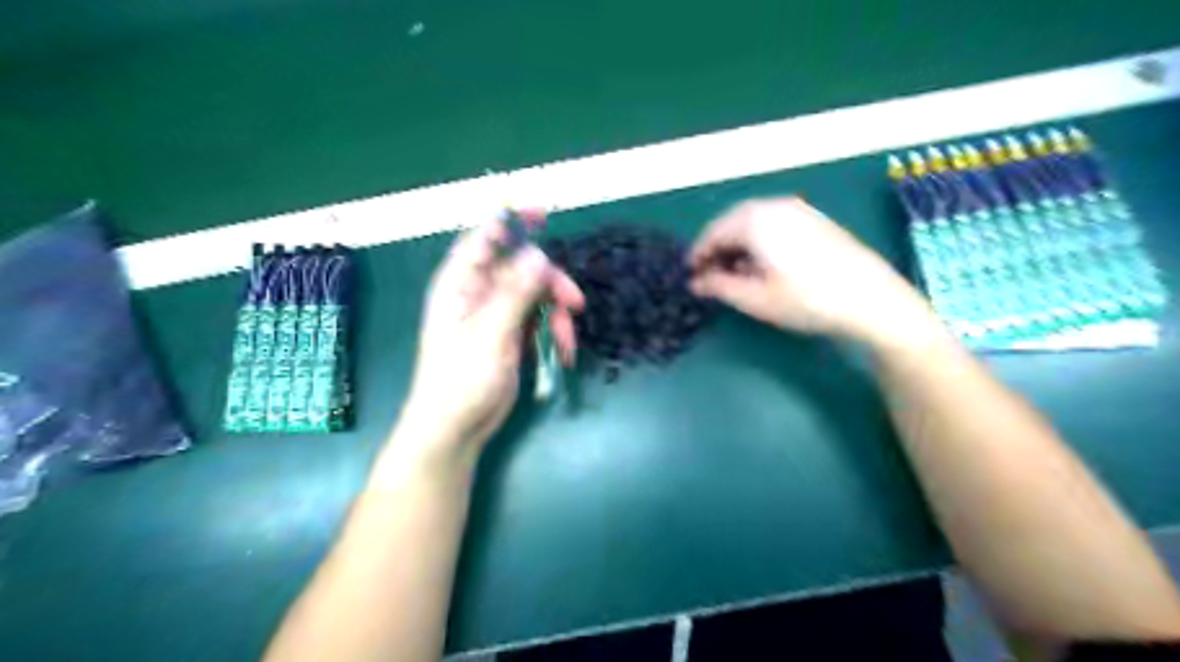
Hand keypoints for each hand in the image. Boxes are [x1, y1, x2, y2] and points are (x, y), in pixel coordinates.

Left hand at [396, 216, 584, 461]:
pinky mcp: (510, 336)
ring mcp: (496, 315)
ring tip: (568, 342)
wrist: (456, 428)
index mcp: (460, 283)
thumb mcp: (490, 333)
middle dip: (551, 284)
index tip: (545, 213)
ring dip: (557, 314)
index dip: (513, 220)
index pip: (485, 237)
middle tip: (575, 304)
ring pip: (536, 296)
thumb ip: (514, 292)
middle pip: (522, 269)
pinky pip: (539, 321)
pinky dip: (554, 332)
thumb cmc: (462, 379)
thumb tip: (539, 254)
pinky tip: (565, 352)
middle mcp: (478, 293)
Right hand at [688, 198, 947, 346]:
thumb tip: (696, 282)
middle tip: (709, 275)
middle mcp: (775, 206)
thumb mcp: (754, 299)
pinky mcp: (816, 220)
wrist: (871, 299)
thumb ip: (718, 286)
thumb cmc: (806, 300)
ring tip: (735, 274)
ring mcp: (799, 210)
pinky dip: (760, 241)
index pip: (713, 232)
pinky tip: (764, 265)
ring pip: (754, 223)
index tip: (690, 275)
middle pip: (733, 223)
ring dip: (739, 245)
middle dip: (718, 248)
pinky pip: (774, 224)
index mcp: (755, 220)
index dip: (698, 254)